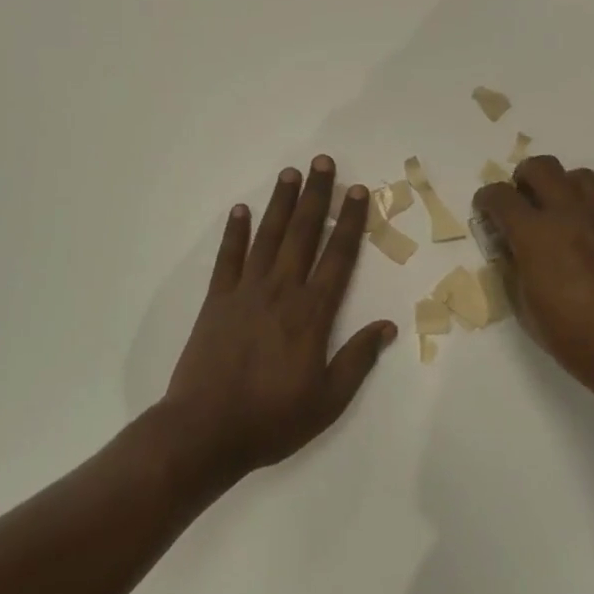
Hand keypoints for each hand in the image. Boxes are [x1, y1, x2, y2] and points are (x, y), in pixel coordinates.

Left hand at [161, 157, 396, 484]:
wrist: (204, 431)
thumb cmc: (272, 419)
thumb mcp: (328, 400)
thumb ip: (358, 360)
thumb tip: (388, 326)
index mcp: (312, 313)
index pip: (338, 256)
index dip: (350, 221)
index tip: (358, 191)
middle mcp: (281, 291)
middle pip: (303, 233)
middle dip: (316, 196)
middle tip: (323, 162)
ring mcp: (245, 292)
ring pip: (268, 236)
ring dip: (280, 203)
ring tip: (290, 173)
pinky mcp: (216, 300)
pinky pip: (228, 258)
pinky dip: (234, 232)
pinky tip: (240, 210)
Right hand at [473, 156, 593, 405]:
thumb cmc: (575, 339)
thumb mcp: (527, 310)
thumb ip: (514, 270)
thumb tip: (510, 249)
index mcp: (537, 235)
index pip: (501, 196)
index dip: (486, 199)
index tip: (485, 211)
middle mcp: (570, 215)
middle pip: (542, 167)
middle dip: (523, 178)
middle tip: (520, 202)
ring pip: (578, 176)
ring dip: (560, 186)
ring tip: (555, 213)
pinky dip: (585, 213)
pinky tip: (584, 244)